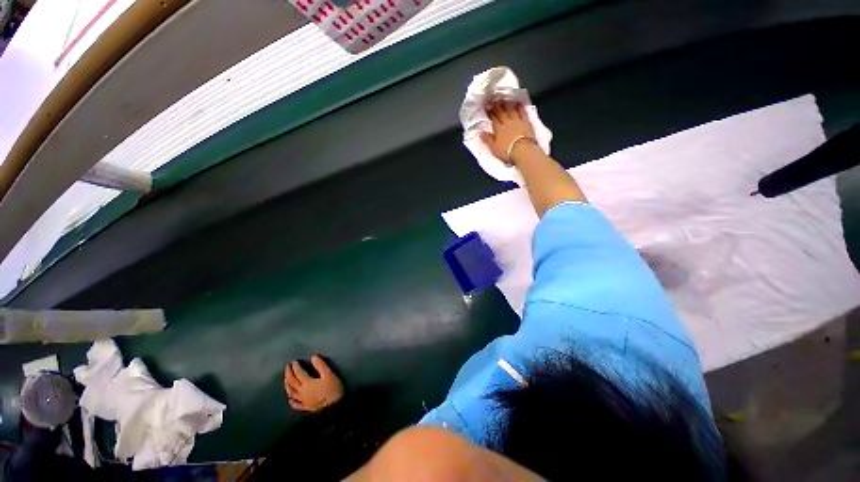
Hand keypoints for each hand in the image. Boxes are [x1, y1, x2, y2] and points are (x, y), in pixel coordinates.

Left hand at [283, 355, 343, 412]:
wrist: (336, 409)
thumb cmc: (333, 391)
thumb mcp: (330, 376)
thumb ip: (321, 366)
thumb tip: (313, 357)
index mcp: (307, 382)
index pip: (298, 372)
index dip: (295, 366)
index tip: (294, 362)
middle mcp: (302, 391)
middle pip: (292, 381)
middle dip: (288, 373)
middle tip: (287, 367)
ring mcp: (303, 400)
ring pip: (291, 392)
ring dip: (287, 385)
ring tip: (286, 380)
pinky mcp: (306, 408)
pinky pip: (297, 405)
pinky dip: (292, 402)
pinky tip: (290, 400)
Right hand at [480, 101, 536, 165]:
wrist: (524, 151)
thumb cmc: (508, 151)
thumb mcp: (494, 148)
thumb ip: (487, 139)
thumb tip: (480, 131)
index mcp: (498, 128)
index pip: (493, 117)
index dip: (490, 112)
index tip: (487, 107)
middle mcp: (507, 122)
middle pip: (501, 112)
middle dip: (497, 106)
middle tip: (494, 100)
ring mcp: (517, 121)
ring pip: (511, 110)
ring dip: (507, 104)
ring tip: (504, 99)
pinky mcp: (526, 123)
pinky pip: (522, 113)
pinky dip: (520, 108)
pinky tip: (518, 104)